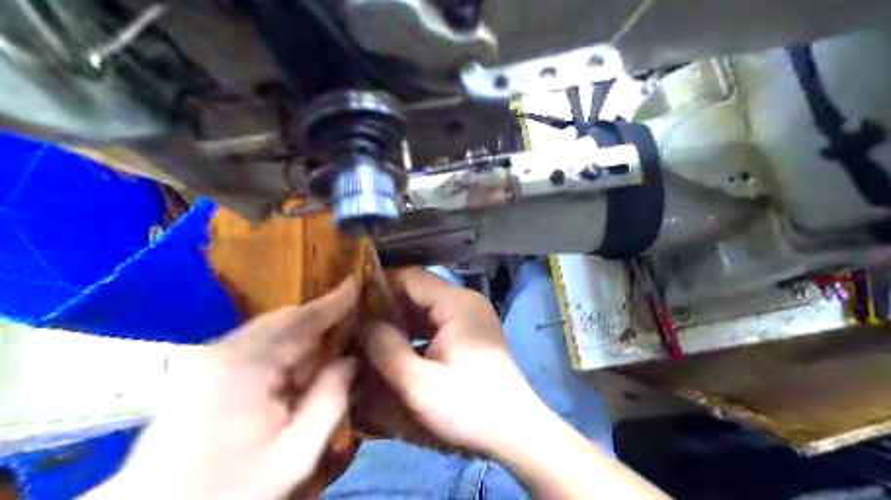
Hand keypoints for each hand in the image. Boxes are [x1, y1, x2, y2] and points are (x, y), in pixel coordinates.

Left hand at [86, 279, 357, 499]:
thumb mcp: (296, 453)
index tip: (357, 282)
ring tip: (319, 365)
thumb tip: (351, 359)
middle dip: (318, 325)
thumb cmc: (232, 489)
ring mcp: (205, 355)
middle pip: (283, 320)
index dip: (333, 301)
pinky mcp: (198, 366)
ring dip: (299, 341)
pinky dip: (279, 352)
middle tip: (347, 337)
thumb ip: (330, 400)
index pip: (300, 320)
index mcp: (243, 367)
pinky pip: (252, 343)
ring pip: (268, 330)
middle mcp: (220, 349)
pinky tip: (290, 377)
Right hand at [359, 269, 542, 457]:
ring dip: (399, 319)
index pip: (411, 277)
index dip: (379, 283)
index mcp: (456, 304)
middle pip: (418, 291)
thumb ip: (386, 348)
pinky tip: (393, 346)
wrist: (515, 432)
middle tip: (352, 318)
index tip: (348, 296)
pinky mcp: (470, 333)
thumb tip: (363, 323)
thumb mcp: (418, 383)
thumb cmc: (468, 407)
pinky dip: (414, 331)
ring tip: (366, 332)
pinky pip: (435, 322)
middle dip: (386, 304)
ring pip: (425, 308)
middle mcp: (465, 302)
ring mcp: (470, 317)